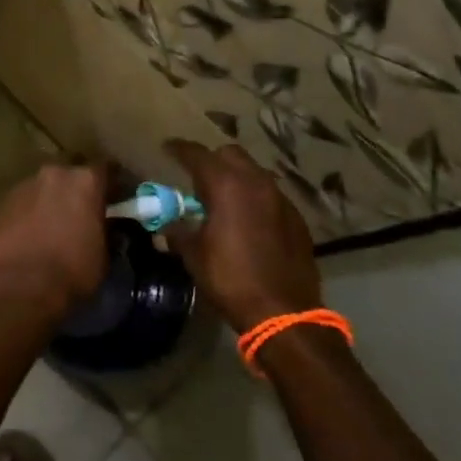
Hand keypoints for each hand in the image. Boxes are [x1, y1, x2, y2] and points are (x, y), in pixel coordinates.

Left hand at [0, 162, 109, 320]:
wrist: (20, 287)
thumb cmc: (72, 272)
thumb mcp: (104, 255)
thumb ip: (106, 231)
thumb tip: (105, 227)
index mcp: (85, 181)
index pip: (106, 169)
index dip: (112, 183)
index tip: (116, 195)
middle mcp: (54, 174)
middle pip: (70, 171)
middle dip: (76, 185)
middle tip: (80, 208)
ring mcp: (24, 185)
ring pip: (42, 186)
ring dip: (49, 199)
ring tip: (51, 223)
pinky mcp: (0, 202)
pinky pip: (21, 203)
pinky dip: (27, 212)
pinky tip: (28, 233)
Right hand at [164, 140, 319, 331]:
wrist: (283, 312)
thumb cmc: (230, 278)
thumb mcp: (194, 255)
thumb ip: (177, 232)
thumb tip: (163, 228)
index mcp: (226, 184)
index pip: (197, 154)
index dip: (179, 149)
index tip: (167, 148)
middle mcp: (255, 182)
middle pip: (230, 154)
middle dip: (211, 160)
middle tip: (197, 178)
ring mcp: (280, 198)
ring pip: (254, 173)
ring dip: (236, 178)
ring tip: (222, 200)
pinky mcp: (296, 217)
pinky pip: (270, 195)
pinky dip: (255, 199)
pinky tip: (248, 221)